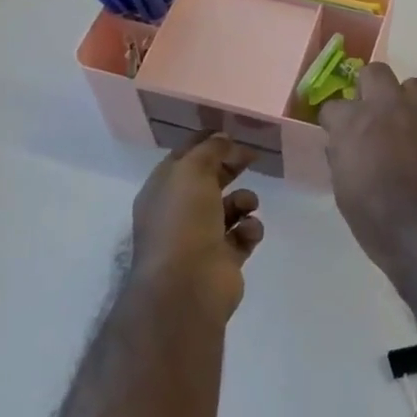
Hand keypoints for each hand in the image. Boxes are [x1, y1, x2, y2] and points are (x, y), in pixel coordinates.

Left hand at [130, 134, 264, 323]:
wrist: (187, 286)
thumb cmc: (183, 221)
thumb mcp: (192, 171)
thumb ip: (210, 150)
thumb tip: (222, 138)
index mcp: (163, 190)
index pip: (184, 157)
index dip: (206, 142)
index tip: (230, 131)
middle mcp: (179, 213)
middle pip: (209, 180)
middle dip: (230, 167)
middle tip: (252, 157)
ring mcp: (201, 238)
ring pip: (230, 208)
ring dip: (244, 200)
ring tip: (248, 205)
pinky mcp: (224, 259)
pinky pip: (243, 235)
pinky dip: (250, 230)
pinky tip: (248, 232)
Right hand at [319, 64, 416, 278]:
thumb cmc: (382, 224)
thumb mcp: (345, 195)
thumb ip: (342, 159)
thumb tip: (343, 146)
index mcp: (353, 124)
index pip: (334, 107)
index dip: (337, 123)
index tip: (342, 137)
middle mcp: (387, 104)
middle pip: (375, 73)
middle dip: (372, 91)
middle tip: (378, 119)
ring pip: (415, 85)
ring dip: (410, 103)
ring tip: (416, 129)